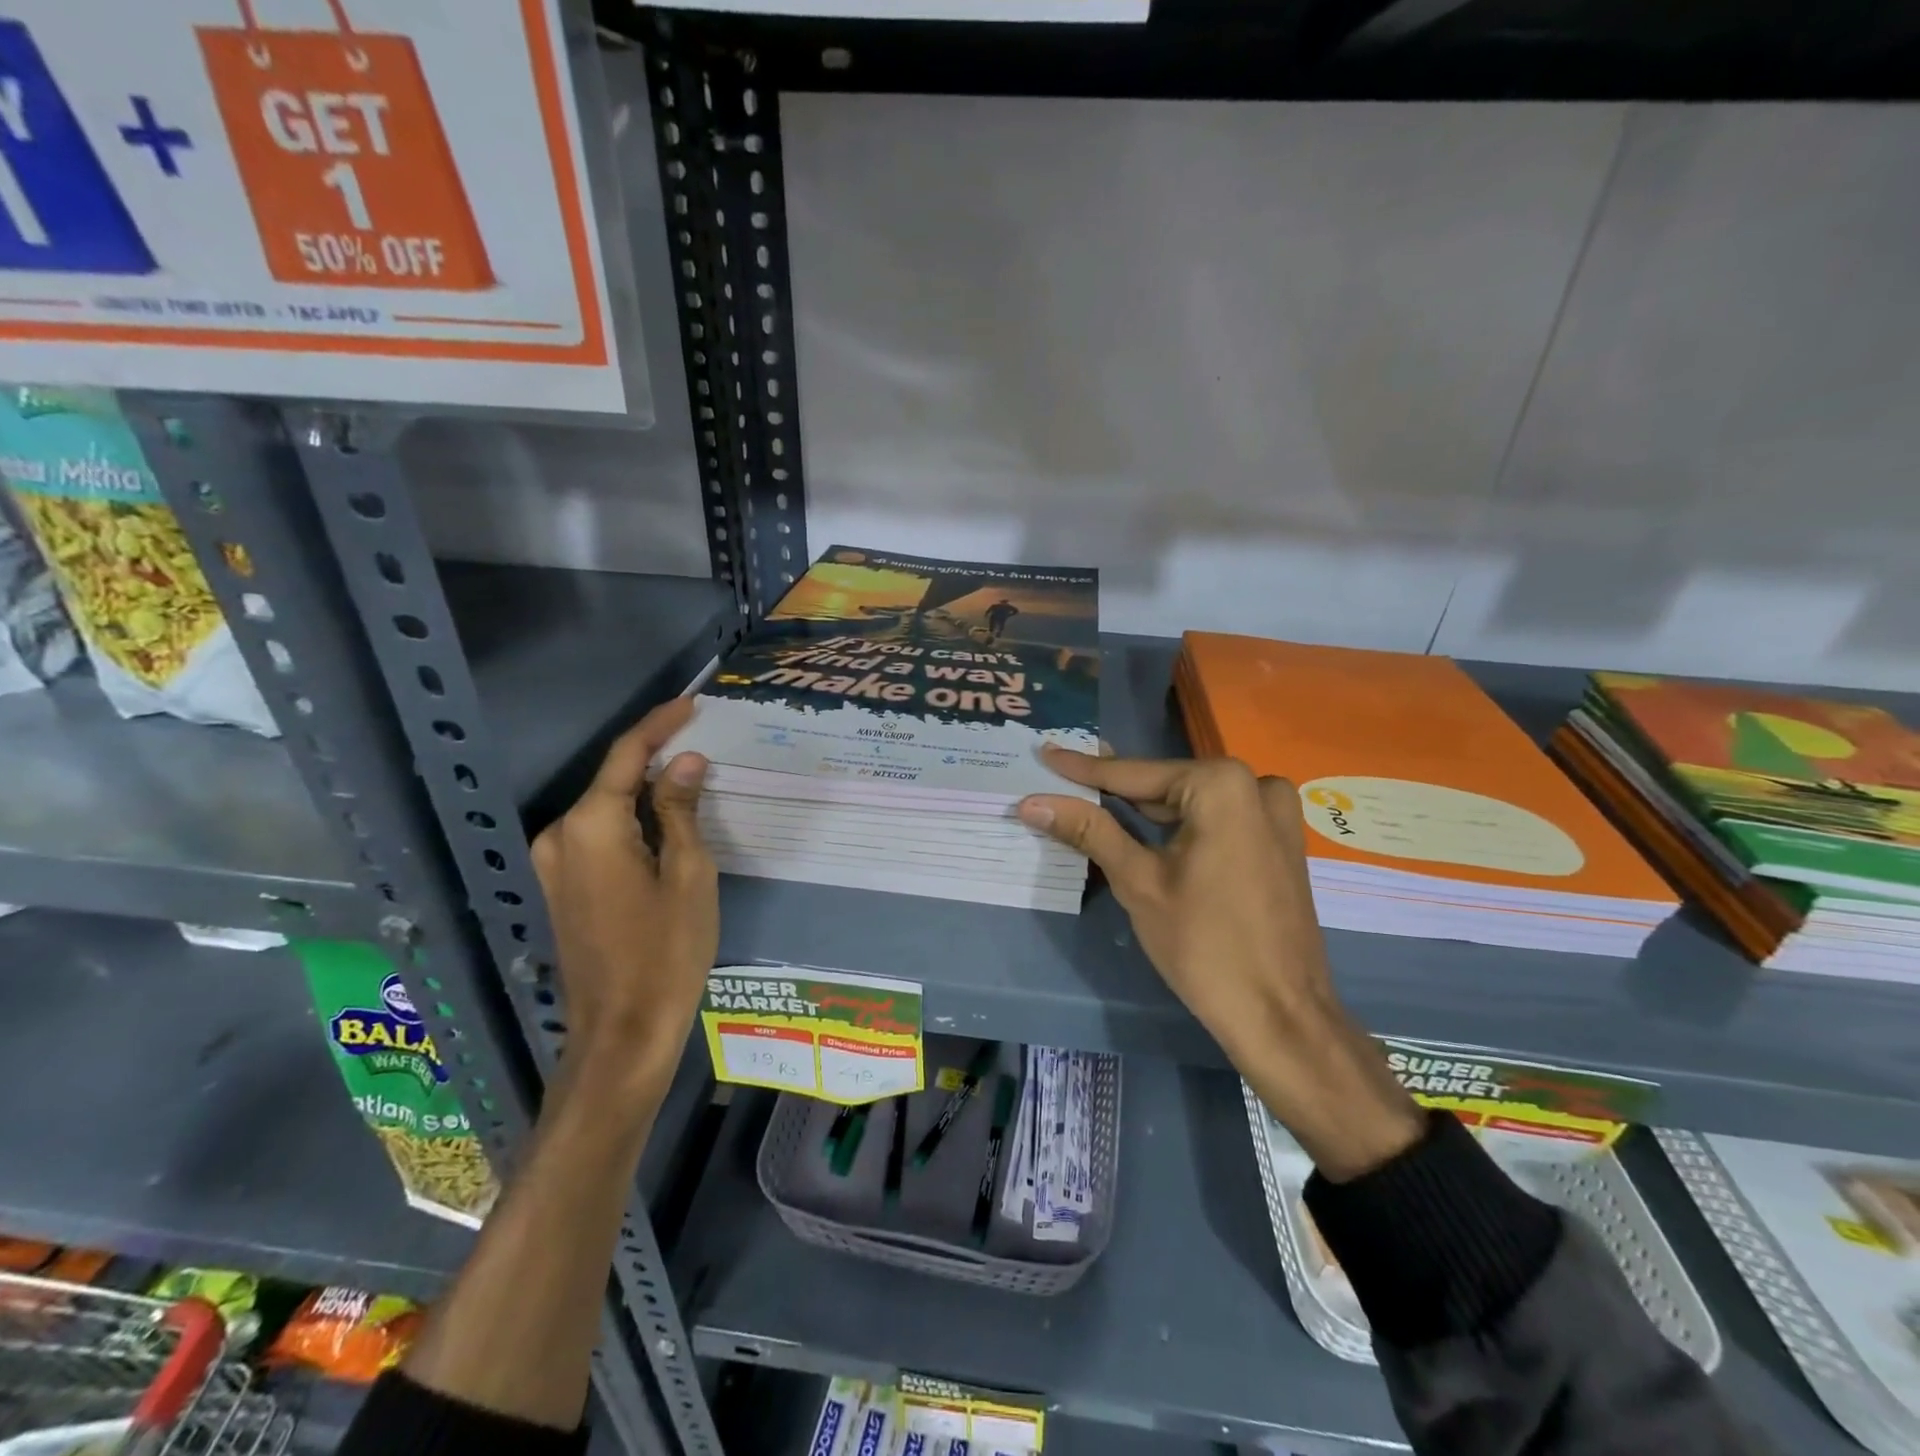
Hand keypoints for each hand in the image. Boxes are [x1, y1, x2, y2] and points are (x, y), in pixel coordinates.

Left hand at [531, 698, 717, 1111]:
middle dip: (656, 757)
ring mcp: (555, 864)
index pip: (627, 756)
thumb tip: (685, 762)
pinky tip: (666, 819)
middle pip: (613, 779)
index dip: (660, 724)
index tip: (693, 703)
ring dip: (646, 790)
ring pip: (607, 807)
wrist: (622, 1031)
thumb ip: (681, 810)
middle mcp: (560, 836)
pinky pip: (599, 834)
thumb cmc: (667, 951)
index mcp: (591, 827)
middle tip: (704, 741)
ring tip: (694, 777)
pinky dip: (632, 819)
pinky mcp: (561, 886)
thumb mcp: (689, 874)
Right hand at [1018, 748, 1422, 1180]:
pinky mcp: (1280, 841)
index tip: (1045, 754)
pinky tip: (1144, 833)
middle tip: (1062, 785)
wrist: (1281, 1016)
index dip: (1082, 770)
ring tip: (1092, 806)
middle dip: (1115, 792)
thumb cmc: (1205, 945)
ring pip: (1190, 803)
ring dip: (1145, 811)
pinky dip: (1179, 826)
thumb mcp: (1138, 882)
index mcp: (1221, 785)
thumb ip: (1089, 831)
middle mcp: (1255, 784)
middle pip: (1165, 785)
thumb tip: (1033, 802)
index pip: (1134, 774)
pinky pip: (1218, 820)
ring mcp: (1276, 813)